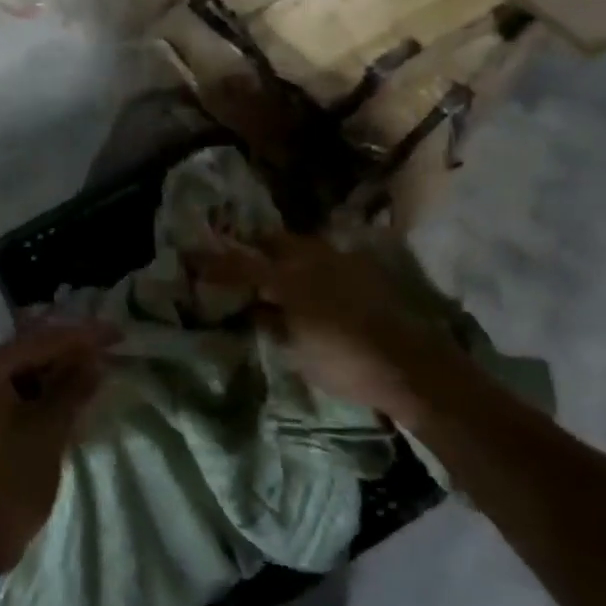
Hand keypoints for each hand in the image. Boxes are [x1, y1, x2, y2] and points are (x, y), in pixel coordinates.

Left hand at [0, 320, 114, 577]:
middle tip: (105, 354)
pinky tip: (63, 403)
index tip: (116, 333)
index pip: (40, 341)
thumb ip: (73, 388)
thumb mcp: (49, 430)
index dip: (82, 336)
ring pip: (18, 377)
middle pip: (26, 354)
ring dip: (53, 377)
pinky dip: (37, 398)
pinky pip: (9, 398)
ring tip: (90, 377)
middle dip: (67, 354)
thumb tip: (94, 360)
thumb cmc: (9, 481)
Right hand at [195, 234, 464, 427]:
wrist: (412, 365)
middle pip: (273, 241)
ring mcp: (341, 258)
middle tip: (242, 262)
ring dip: (284, 254)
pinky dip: (311, 263)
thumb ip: (271, 323)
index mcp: (288, 279)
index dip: (215, 261)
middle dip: (255, 248)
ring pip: (302, 244)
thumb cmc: (346, 363)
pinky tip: (314, 282)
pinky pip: (326, 255)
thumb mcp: (297, 351)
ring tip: (278, 273)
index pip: (241, 264)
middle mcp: (312, 257)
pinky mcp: (364, 266)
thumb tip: (254, 308)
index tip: (193, 257)